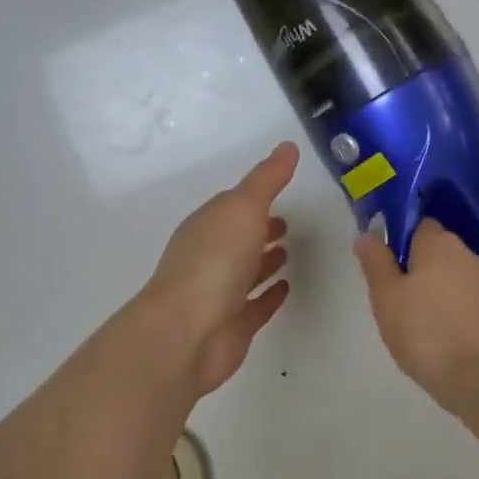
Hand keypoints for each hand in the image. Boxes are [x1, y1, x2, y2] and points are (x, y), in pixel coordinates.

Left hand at [142, 142, 298, 396]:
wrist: (188, 333)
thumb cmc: (214, 262)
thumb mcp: (243, 208)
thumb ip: (267, 180)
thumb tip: (288, 146)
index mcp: (206, 226)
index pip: (231, 207)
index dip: (254, 199)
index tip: (282, 192)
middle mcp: (209, 257)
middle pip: (237, 239)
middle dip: (260, 229)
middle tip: (288, 223)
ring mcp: (219, 294)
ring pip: (245, 272)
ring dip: (264, 261)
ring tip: (290, 252)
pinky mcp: (232, 326)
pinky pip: (255, 305)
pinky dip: (269, 295)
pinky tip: (287, 288)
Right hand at [354, 219, 478, 414]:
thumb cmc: (424, 332)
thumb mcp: (385, 297)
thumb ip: (376, 262)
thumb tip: (367, 234)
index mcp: (439, 244)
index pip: (419, 226)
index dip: (401, 242)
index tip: (387, 268)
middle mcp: (468, 255)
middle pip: (438, 252)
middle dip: (420, 269)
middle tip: (398, 300)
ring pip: (455, 278)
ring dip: (440, 291)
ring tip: (421, 324)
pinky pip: (471, 302)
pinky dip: (458, 312)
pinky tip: (446, 338)